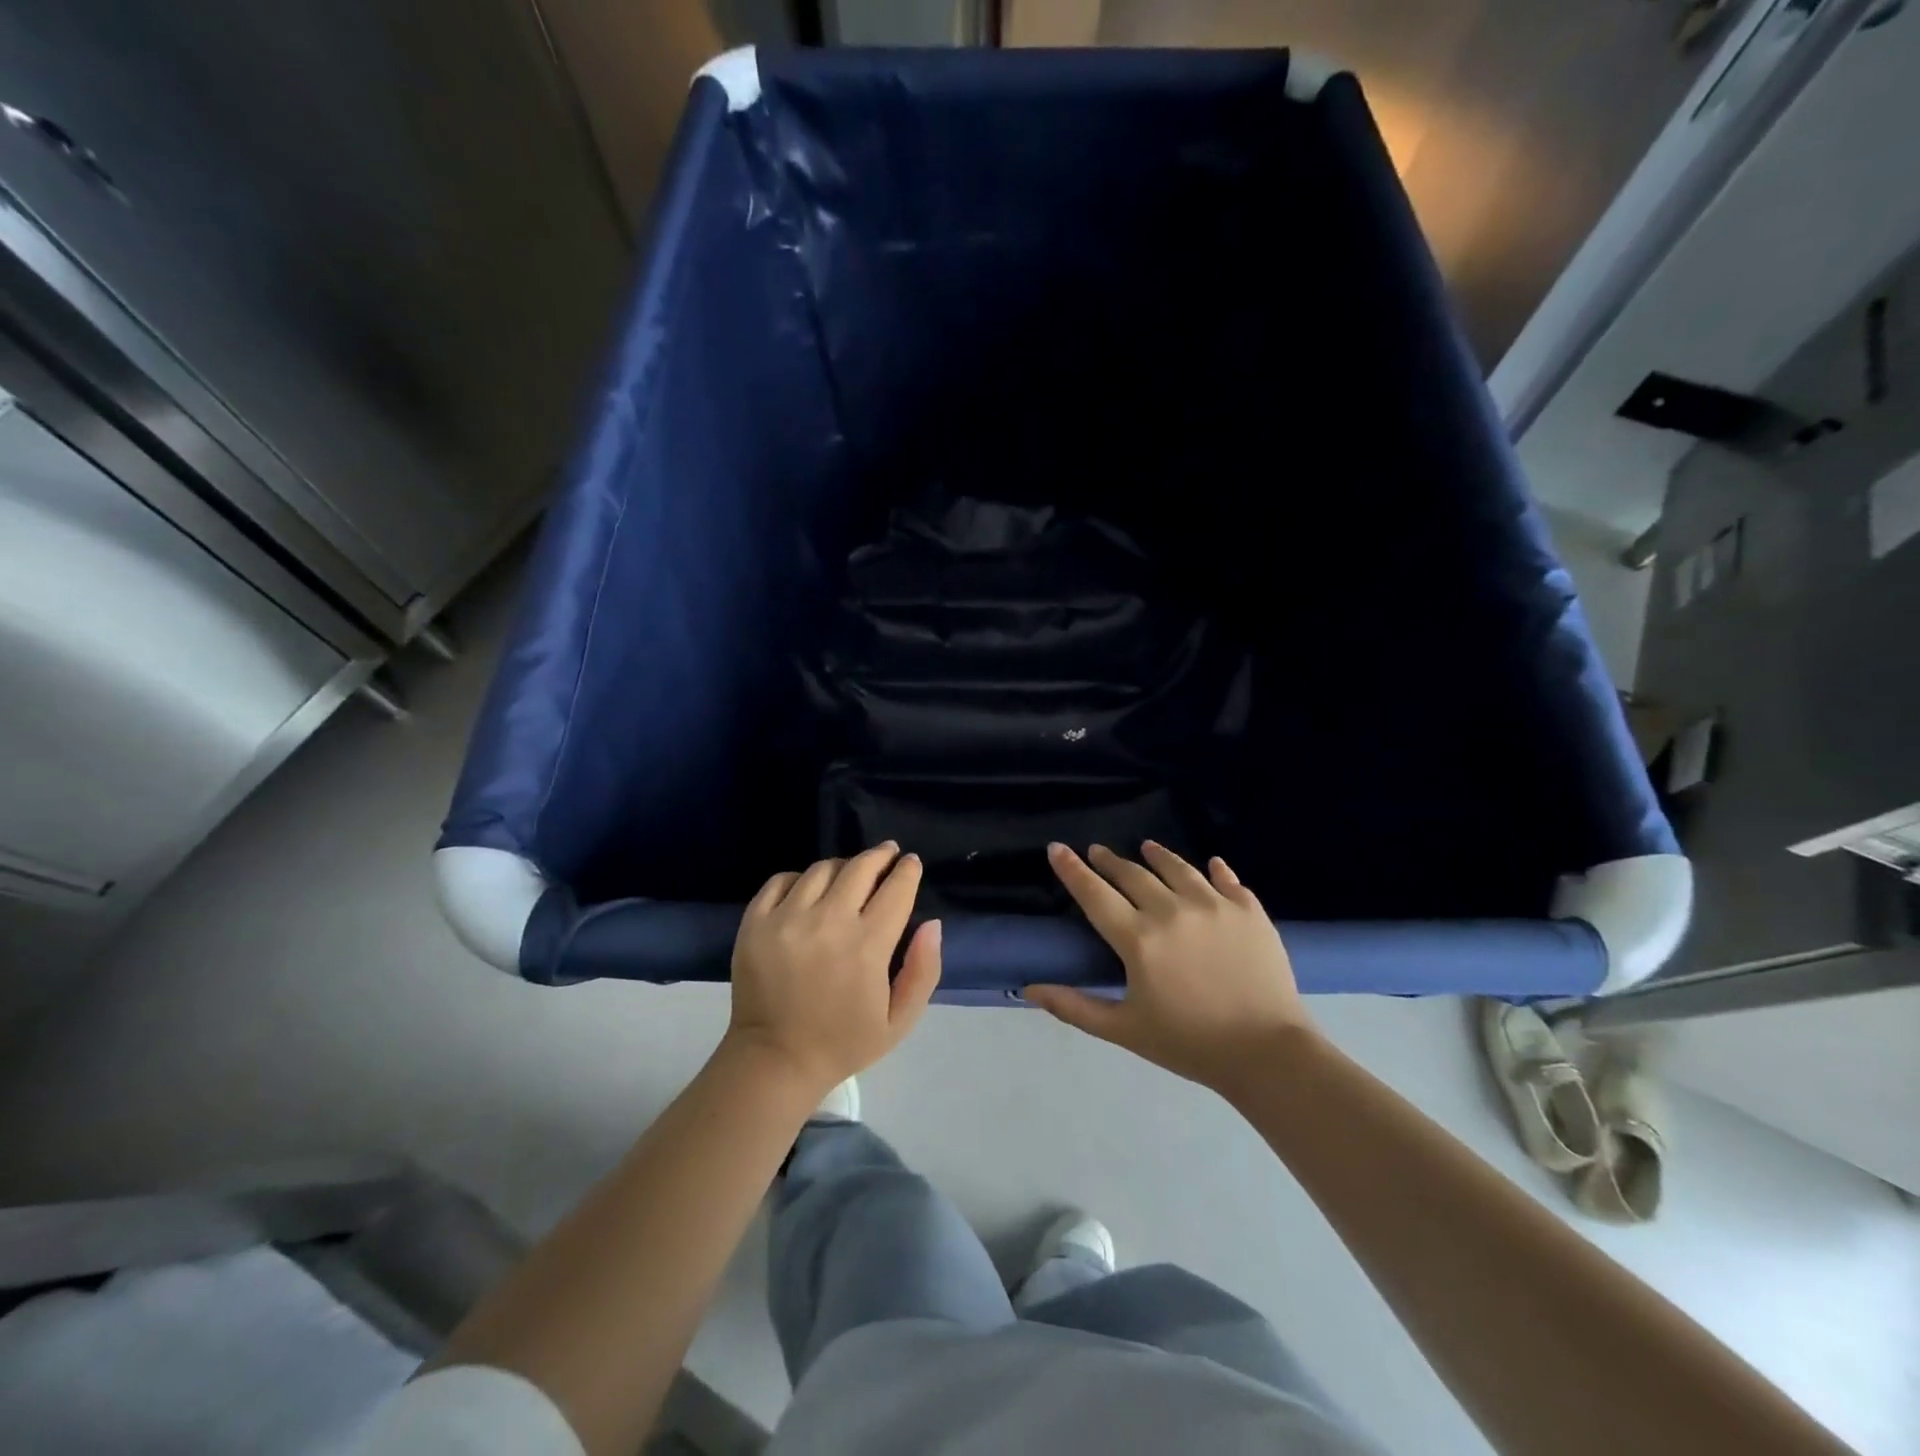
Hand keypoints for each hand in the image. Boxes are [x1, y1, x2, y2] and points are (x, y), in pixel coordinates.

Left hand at [727, 843, 941, 1096]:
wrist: (774, 1061)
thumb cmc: (844, 1043)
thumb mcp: (900, 1020)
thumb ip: (923, 970)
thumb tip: (932, 923)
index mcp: (867, 946)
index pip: (896, 889)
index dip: (908, 870)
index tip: (911, 863)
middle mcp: (827, 922)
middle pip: (860, 868)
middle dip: (880, 856)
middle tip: (888, 854)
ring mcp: (786, 919)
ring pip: (822, 869)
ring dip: (843, 866)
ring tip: (850, 874)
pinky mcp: (755, 923)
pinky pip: (781, 881)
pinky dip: (800, 878)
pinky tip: (809, 889)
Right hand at [1024, 842, 1316, 1092]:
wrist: (1268, 1052)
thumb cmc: (1189, 1043)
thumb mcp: (1124, 1029)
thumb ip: (1074, 1006)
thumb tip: (1029, 989)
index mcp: (1138, 939)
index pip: (1094, 894)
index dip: (1072, 869)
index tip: (1057, 848)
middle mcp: (1172, 910)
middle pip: (1133, 874)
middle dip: (1110, 860)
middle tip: (1098, 851)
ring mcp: (1214, 905)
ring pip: (1178, 868)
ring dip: (1158, 855)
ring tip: (1147, 847)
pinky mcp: (1249, 910)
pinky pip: (1227, 879)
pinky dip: (1215, 871)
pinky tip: (1211, 865)